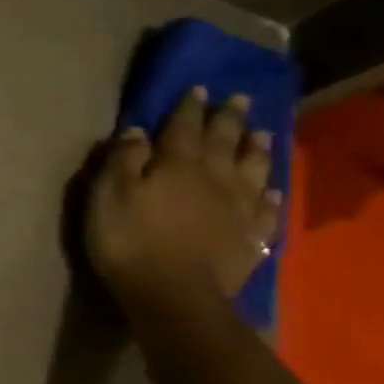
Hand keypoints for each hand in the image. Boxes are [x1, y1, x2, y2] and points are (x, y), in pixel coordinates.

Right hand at [85, 88, 281, 310]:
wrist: (173, 297)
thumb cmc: (130, 240)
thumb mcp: (109, 194)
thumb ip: (123, 159)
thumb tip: (138, 131)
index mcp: (177, 164)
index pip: (184, 126)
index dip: (190, 106)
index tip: (199, 87)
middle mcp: (215, 178)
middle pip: (224, 142)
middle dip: (229, 119)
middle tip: (240, 99)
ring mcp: (238, 209)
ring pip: (253, 170)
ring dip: (257, 149)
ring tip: (263, 133)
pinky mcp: (250, 239)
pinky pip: (266, 210)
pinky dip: (271, 196)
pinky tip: (274, 189)